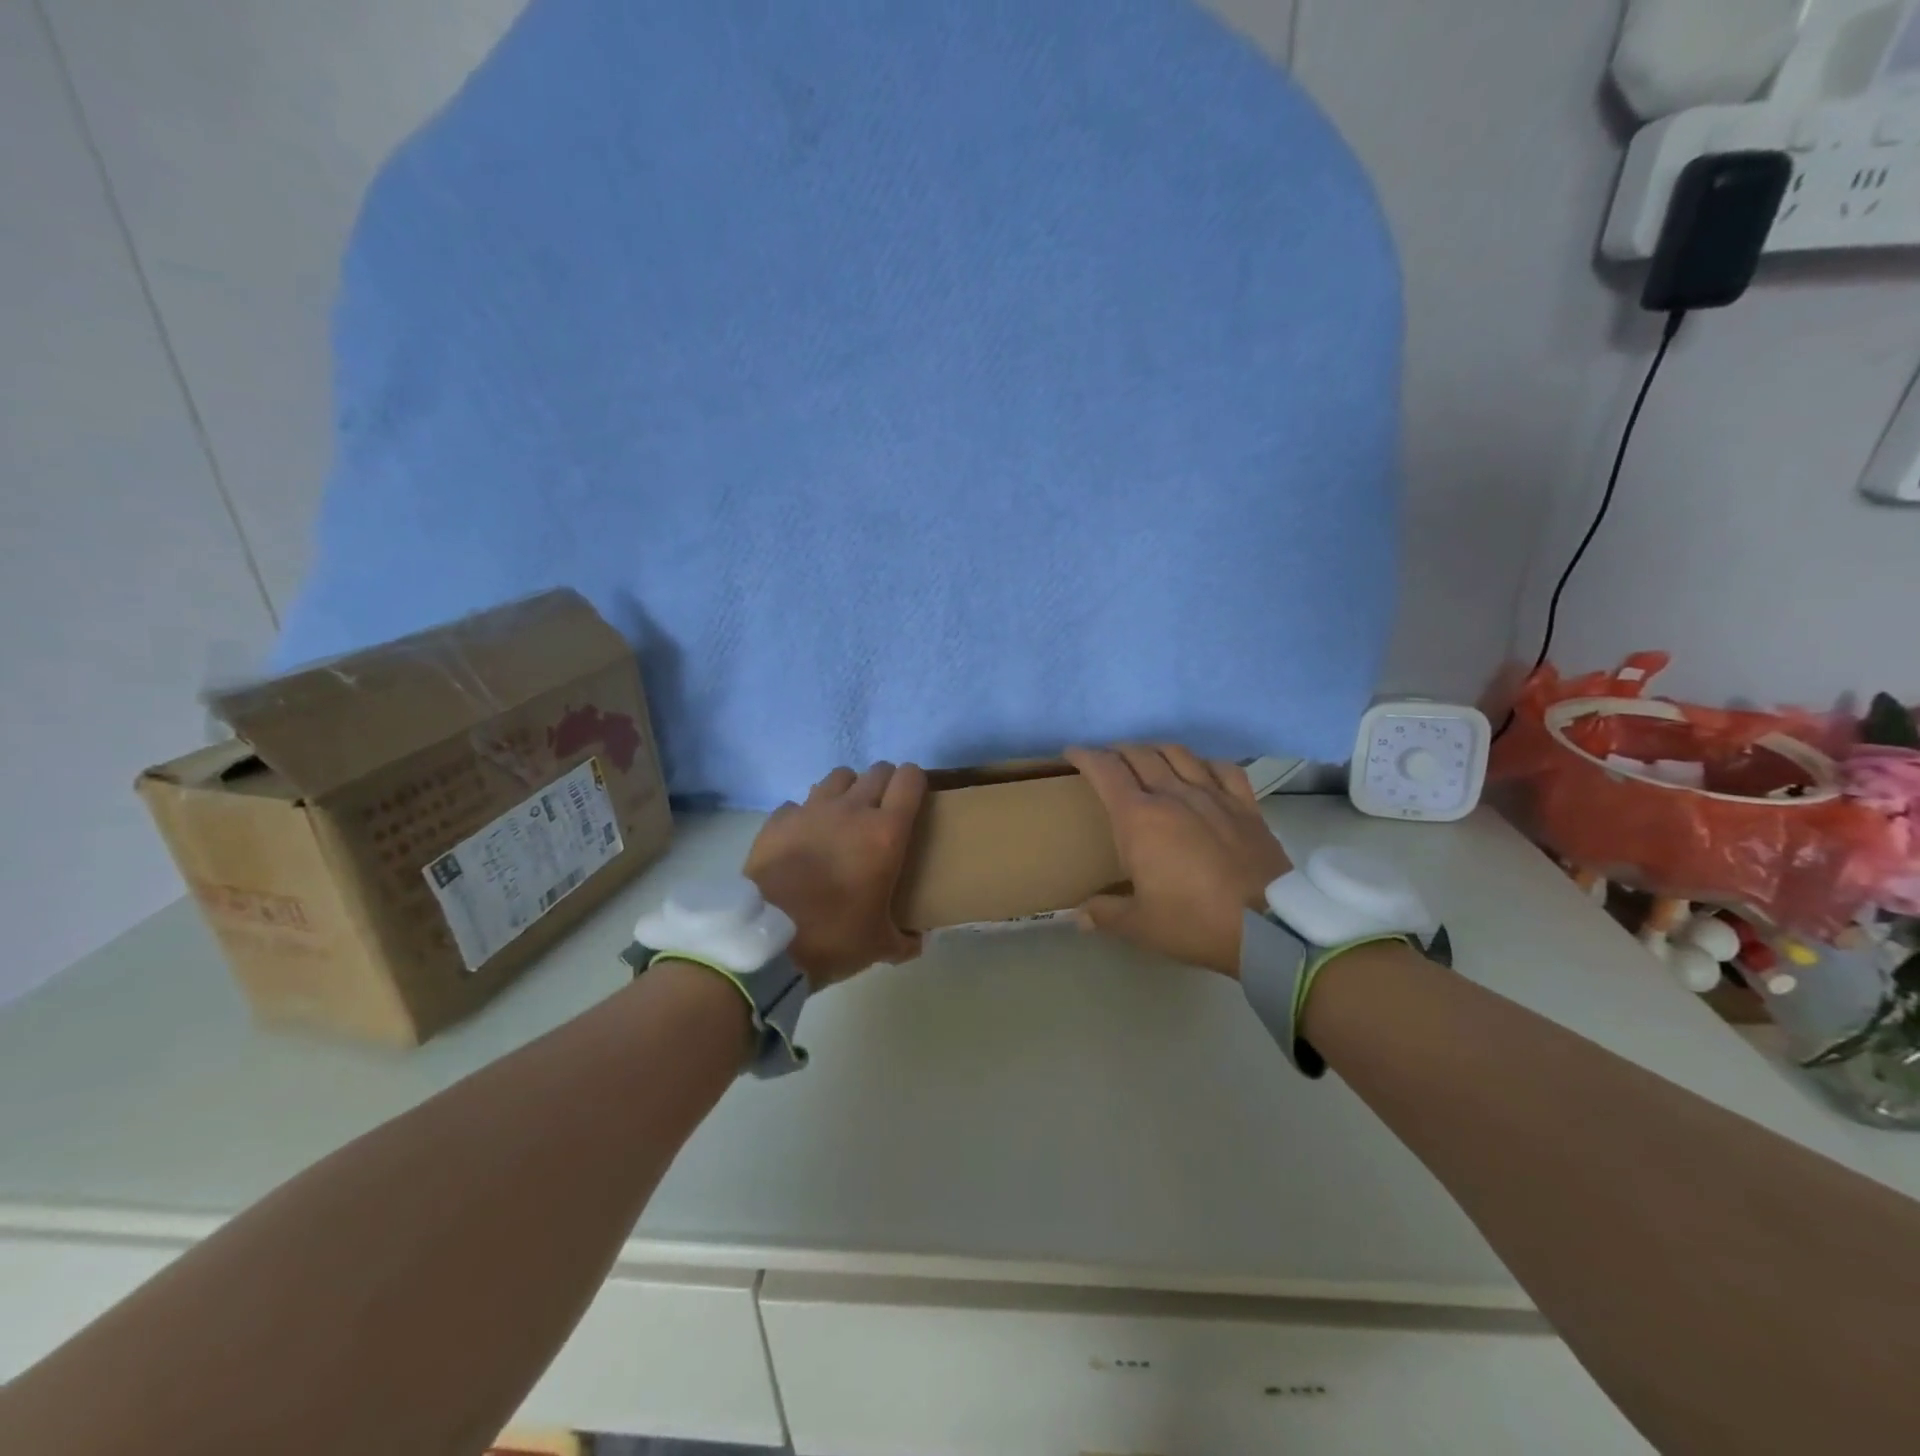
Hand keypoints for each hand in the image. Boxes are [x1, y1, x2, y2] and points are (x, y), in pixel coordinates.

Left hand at [744, 762, 927, 989]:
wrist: (767, 942)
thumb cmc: (834, 937)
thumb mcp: (880, 945)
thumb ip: (906, 940)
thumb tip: (919, 941)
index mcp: (885, 832)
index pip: (910, 779)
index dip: (916, 782)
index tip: (916, 800)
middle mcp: (851, 810)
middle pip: (877, 771)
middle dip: (885, 784)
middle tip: (883, 812)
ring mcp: (810, 810)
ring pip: (838, 777)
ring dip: (848, 790)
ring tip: (844, 816)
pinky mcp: (778, 820)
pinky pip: (798, 803)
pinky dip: (806, 814)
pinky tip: (804, 837)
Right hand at [1065, 744, 1291, 977]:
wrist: (1269, 929)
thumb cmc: (1194, 923)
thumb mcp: (1140, 925)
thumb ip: (1104, 913)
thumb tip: (1077, 916)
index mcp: (1139, 819)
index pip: (1106, 771)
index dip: (1085, 756)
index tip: (1072, 753)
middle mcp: (1174, 795)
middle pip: (1139, 755)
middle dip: (1116, 751)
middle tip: (1106, 760)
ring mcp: (1213, 796)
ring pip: (1178, 754)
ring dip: (1155, 749)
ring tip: (1147, 758)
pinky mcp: (1246, 806)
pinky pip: (1223, 769)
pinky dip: (1204, 762)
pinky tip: (1200, 770)